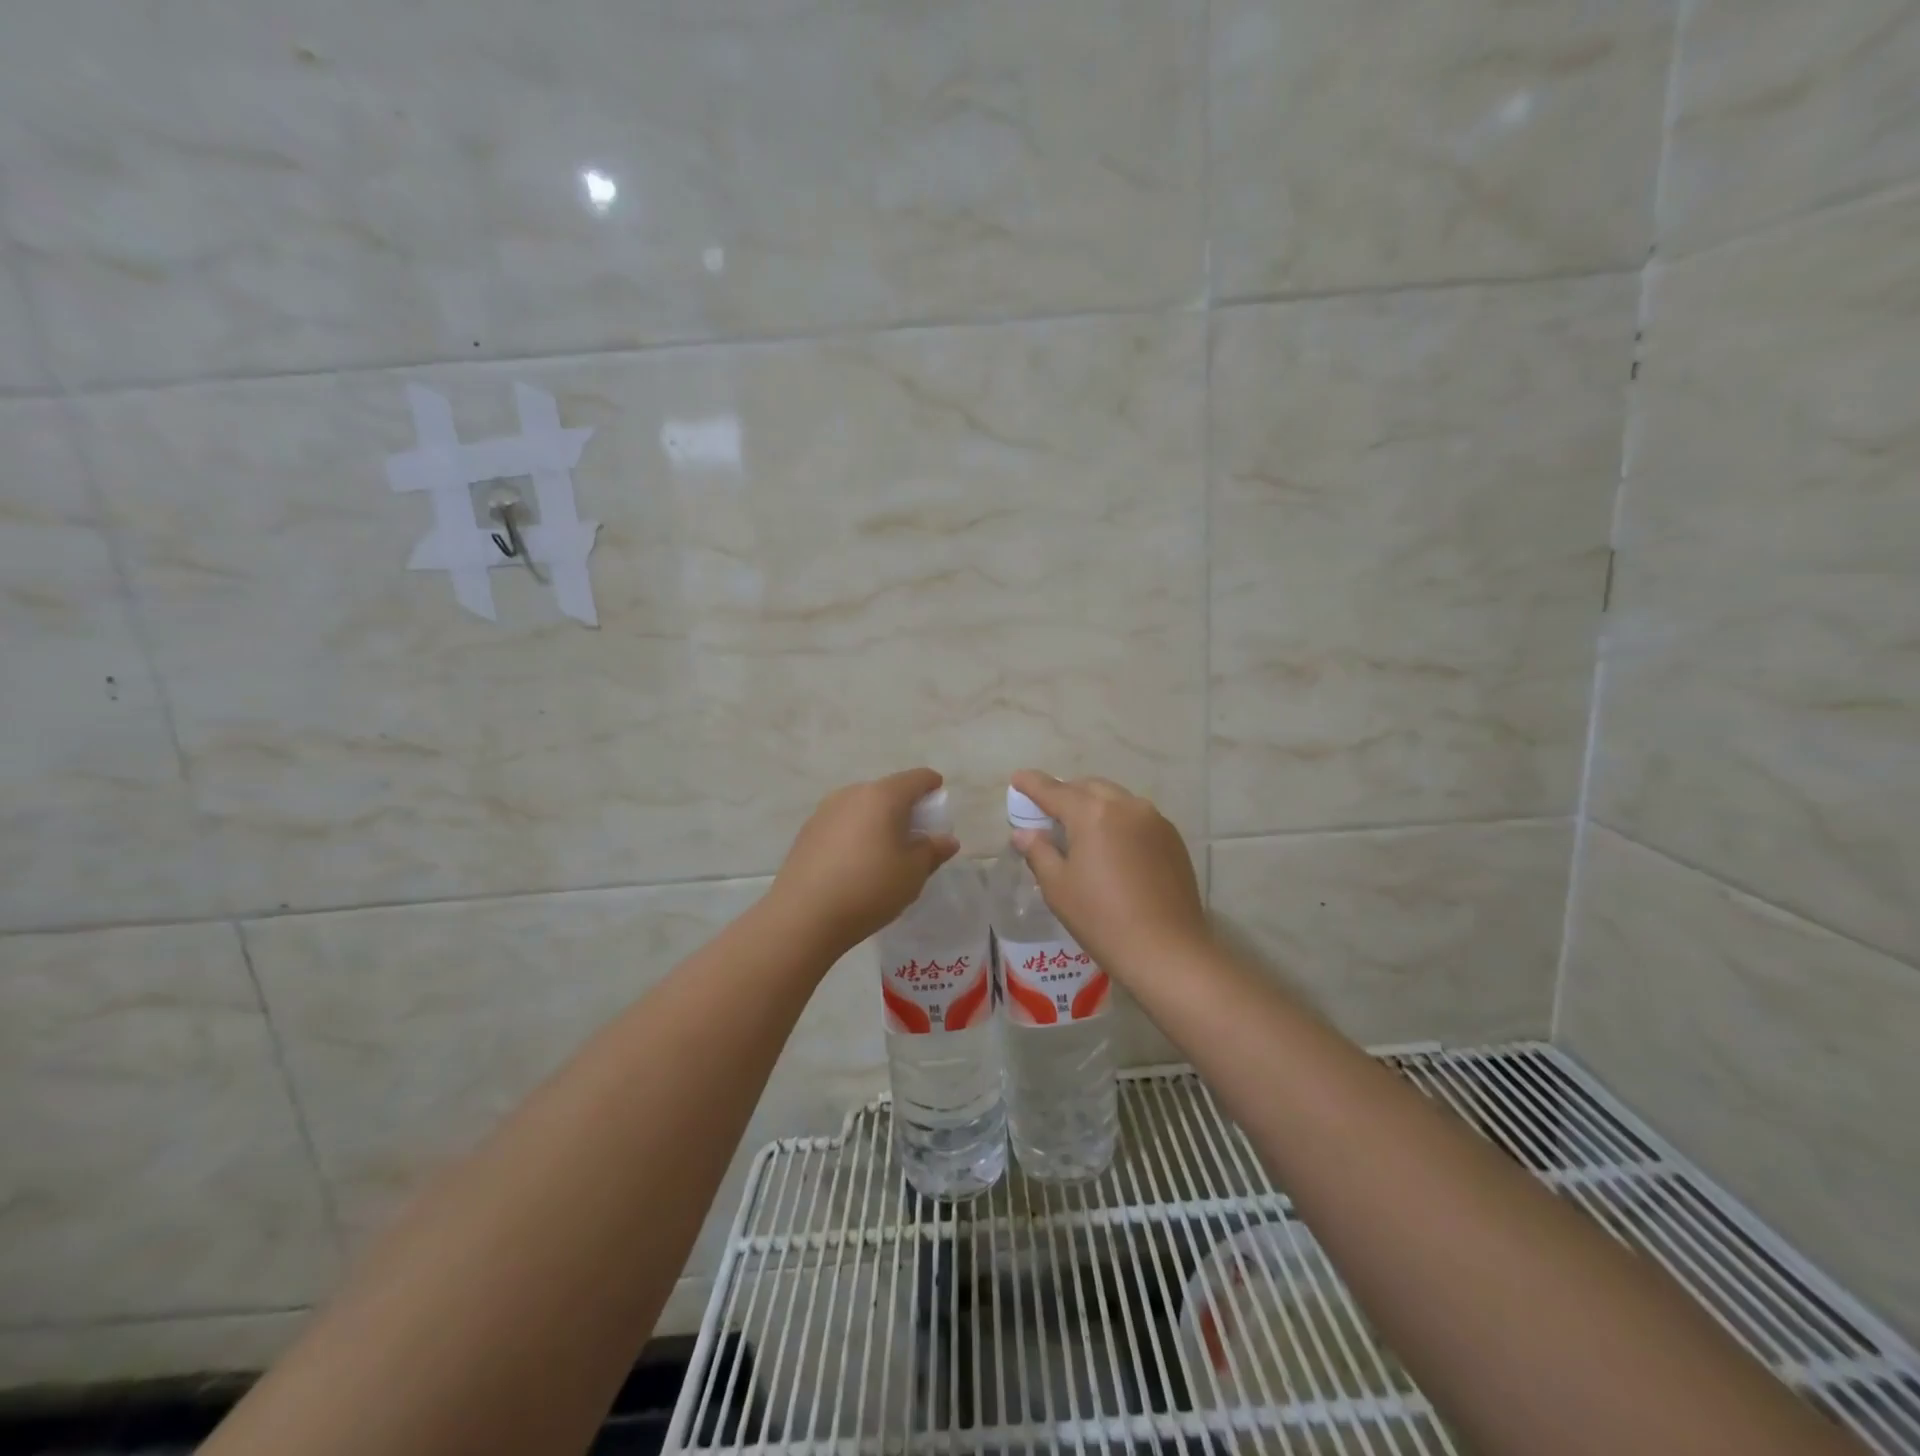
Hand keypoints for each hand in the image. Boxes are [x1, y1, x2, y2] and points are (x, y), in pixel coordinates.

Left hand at [767, 768, 960, 956]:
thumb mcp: (913, 873)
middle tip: (915, 838)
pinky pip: (843, 824)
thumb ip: (933, 850)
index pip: (917, 778)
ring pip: (863, 808)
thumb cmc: (870, 888)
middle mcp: (852, 793)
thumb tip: (946, 839)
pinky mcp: (807, 832)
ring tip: (885, 854)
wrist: (803, 916)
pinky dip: (856, 835)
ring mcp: (825, 811)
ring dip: (878, 822)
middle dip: (905, 809)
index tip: (939, 806)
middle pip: (888, 791)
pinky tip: (856, 865)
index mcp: (883, 796)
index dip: (933, 787)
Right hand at [1009, 770, 1208, 978]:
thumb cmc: (1101, 918)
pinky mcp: (1173, 839)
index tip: (1018, 778)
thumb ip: (1039, 852)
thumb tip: (1025, 833)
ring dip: (1095, 805)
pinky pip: (1138, 817)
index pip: (1054, 790)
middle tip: (1048, 811)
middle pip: (1088, 788)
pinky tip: (1113, 846)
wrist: (1167, 950)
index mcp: (1092, 813)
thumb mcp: (1058, 887)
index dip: (1032, 783)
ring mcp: (1154, 820)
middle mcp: (1126, 806)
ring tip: (1081, 828)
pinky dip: (1119, 821)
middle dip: (1066, 793)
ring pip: (1116, 799)